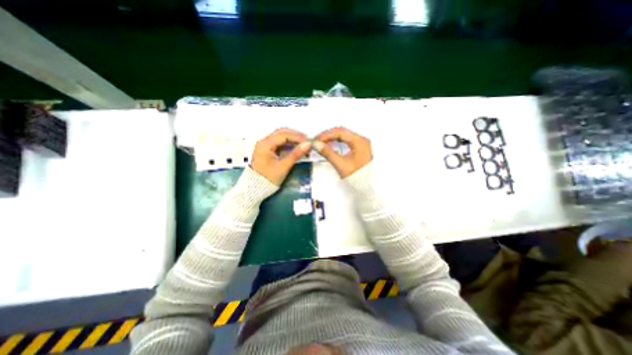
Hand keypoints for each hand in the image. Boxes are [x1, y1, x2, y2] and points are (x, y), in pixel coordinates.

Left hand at [251, 129, 311, 187]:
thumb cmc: (268, 178)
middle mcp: (264, 142)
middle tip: (307, 141)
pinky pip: (279, 143)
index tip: (308, 141)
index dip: (297, 137)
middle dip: (295, 135)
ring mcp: (265, 145)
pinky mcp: (268, 150)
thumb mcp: (283, 166)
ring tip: (303, 144)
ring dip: (292, 139)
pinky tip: (296, 147)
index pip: (284, 135)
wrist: (256, 189)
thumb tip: (308, 144)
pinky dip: (289, 144)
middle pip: (282, 133)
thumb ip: (296, 154)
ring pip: (281, 137)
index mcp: (265, 144)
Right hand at [314, 126, 371, 176]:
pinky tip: (331, 146)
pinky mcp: (359, 150)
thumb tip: (318, 145)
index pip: (340, 132)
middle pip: (342, 133)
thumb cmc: (359, 177)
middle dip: (329, 135)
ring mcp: (361, 145)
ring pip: (344, 137)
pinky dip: (337, 143)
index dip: (326, 135)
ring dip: (332, 139)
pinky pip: (346, 142)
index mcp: (359, 142)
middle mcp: (362, 141)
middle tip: (318, 140)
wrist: (366, 186)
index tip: (318, 139)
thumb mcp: (340, 164)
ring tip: (322, 143)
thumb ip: (328, 153)